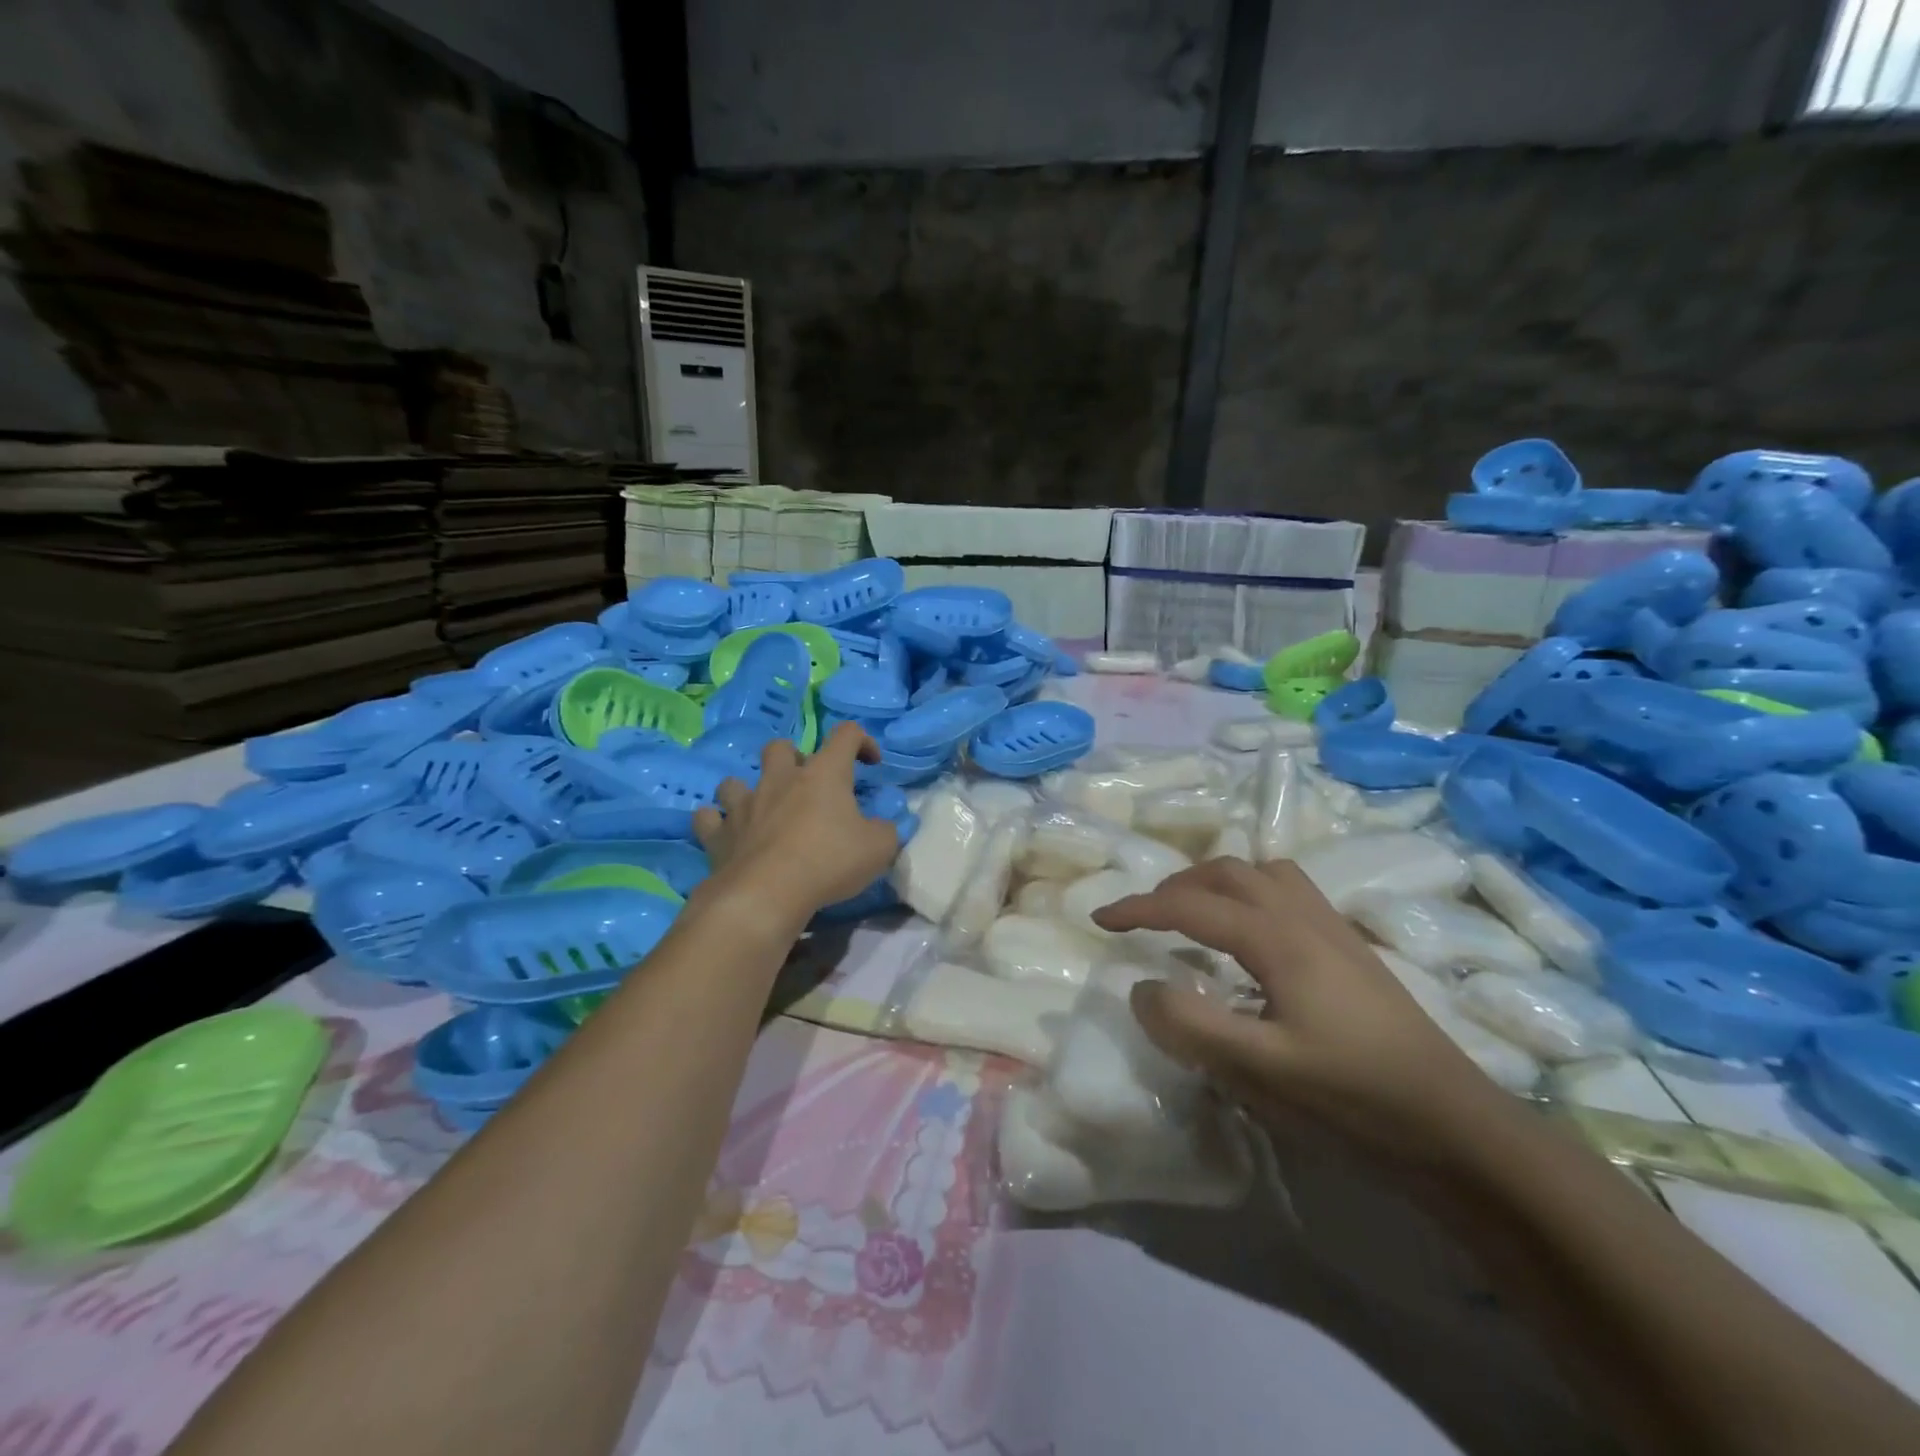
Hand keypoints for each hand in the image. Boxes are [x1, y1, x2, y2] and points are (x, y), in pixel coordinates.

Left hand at [693, 723, 899, 922]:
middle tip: (806, 786)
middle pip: (779, 747)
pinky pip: (708, 818)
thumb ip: (886, 831)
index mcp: (824, 774)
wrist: (767, 894)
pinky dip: (716, 823)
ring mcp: (744, 804)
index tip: (871, 763)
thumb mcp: (879, 848)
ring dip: (747, 790)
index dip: (862, 741)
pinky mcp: (718, 834)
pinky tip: (726, 833)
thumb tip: (882, 827)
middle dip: (792, 759)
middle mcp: (780, 779)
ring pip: (734, 780)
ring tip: (760, 810)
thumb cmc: (829, 862)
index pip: (846, 734)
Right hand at [1093, 857, 1511, 1171]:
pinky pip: (1289, 891)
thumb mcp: (1261, 1071)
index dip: (1139, 908)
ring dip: (1217, 882)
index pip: (1191, 905)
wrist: (1457, 1126)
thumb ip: (1191, 1026)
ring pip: (1262, 873)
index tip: (1100, 918)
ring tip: (1194, 915)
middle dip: (1176, 886)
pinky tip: (1251, 937)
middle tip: (1145, 917)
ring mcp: (1333, 928)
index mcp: (1276, 938)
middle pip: (1227, 872)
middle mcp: (1303, 917)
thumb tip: (1141, 987)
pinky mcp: (1351, 947)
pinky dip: (1251, 893)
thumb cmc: (1354, 1098)